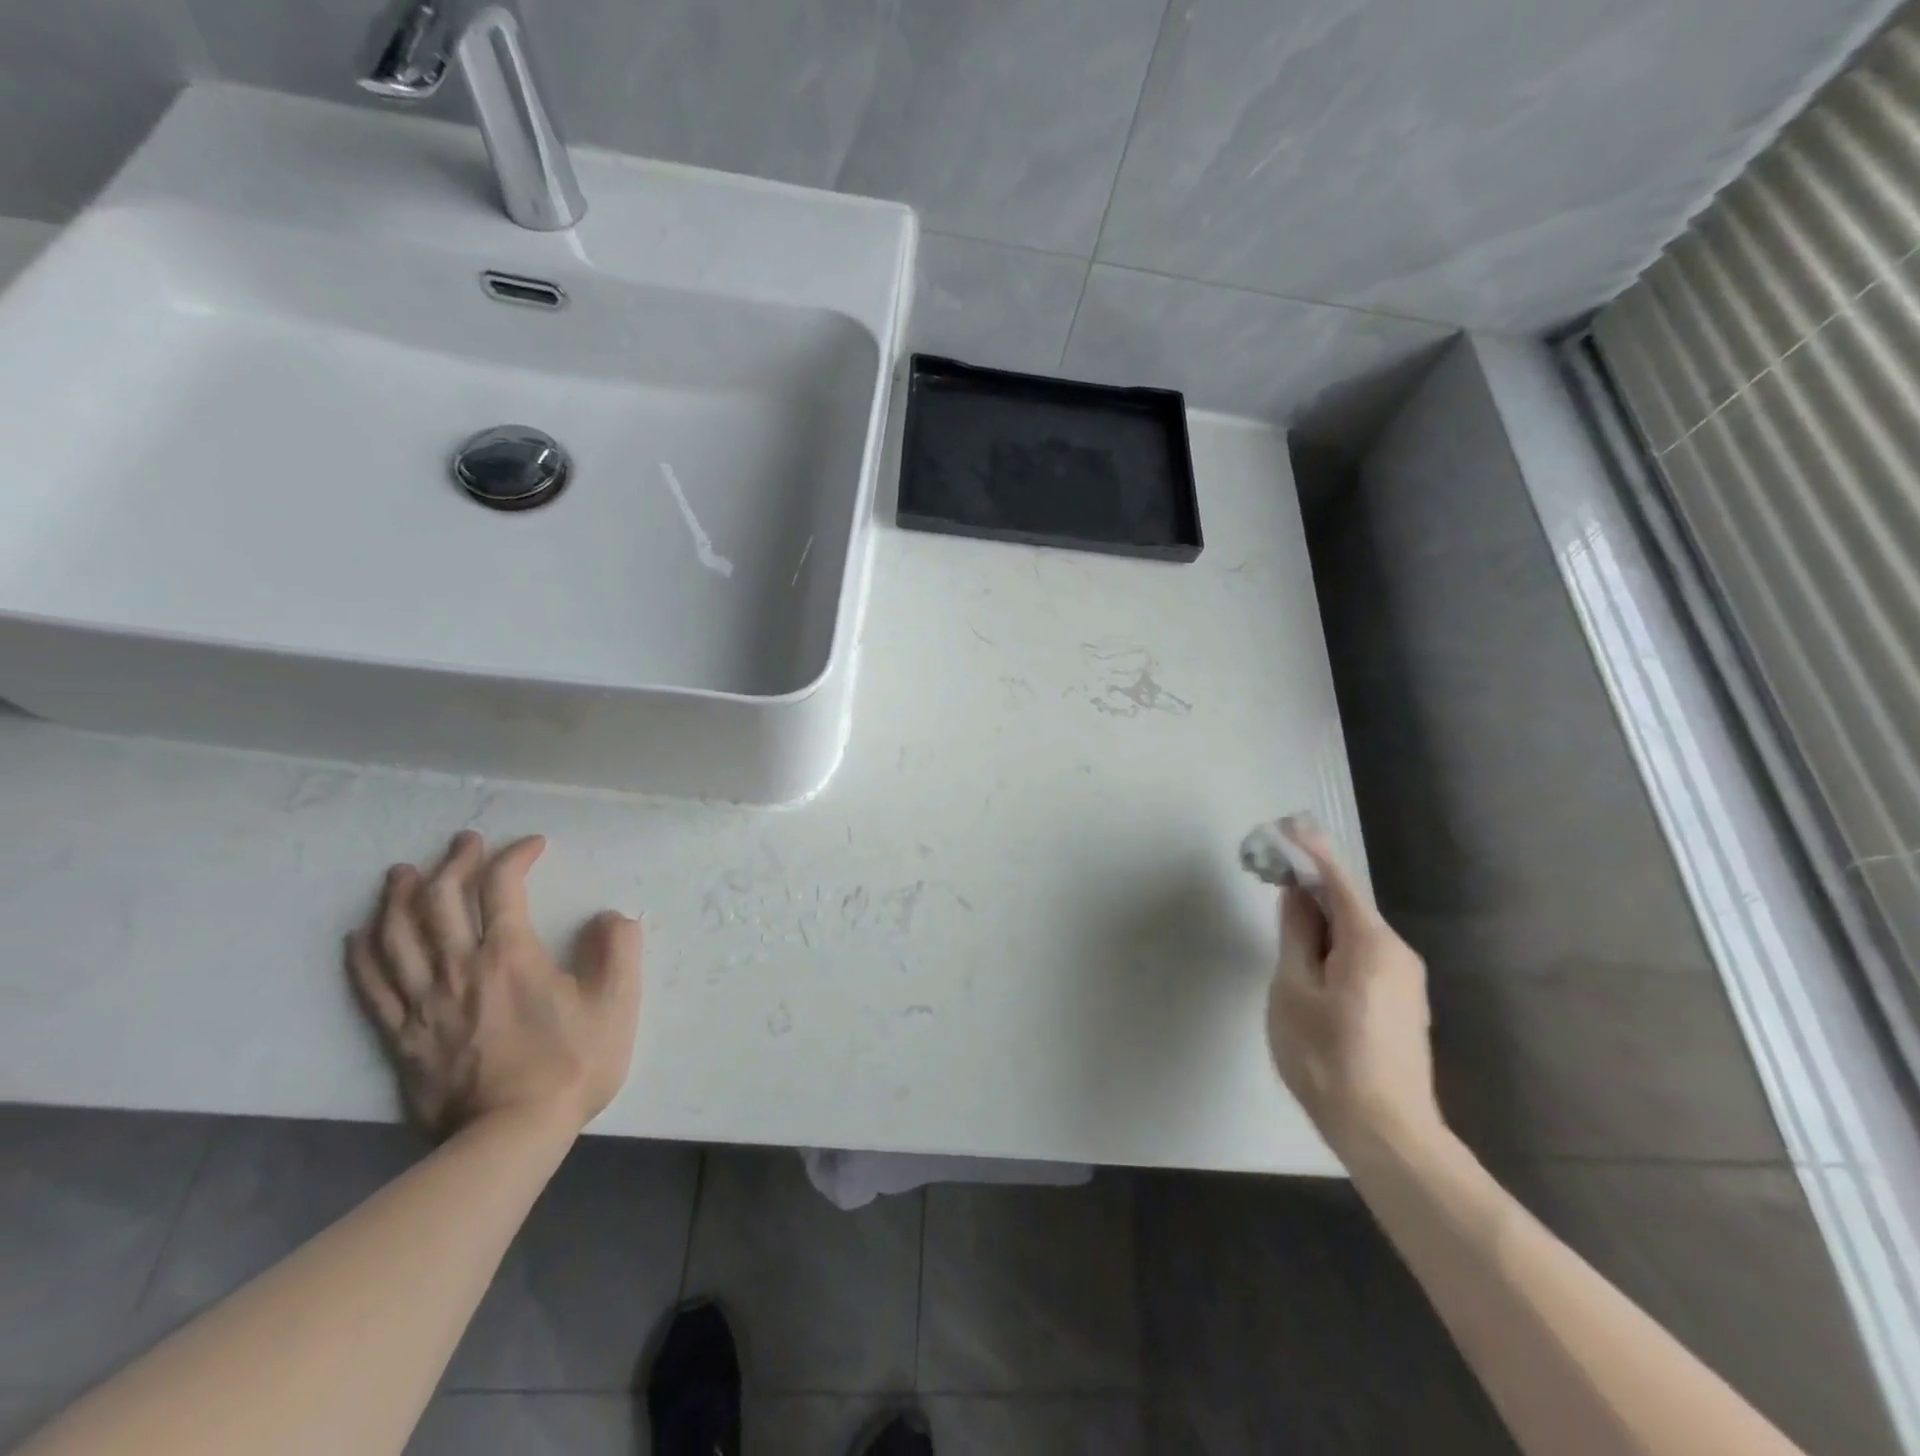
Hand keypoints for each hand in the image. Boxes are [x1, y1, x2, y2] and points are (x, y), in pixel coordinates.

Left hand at [346, 832, 642, 1141]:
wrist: (510, 1137)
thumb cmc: (570, 1065)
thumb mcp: (616, 1004)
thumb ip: (618, 950)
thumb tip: (610, 917)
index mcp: (510, 955)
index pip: (502, 887)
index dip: (514, 856)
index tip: (533, 846)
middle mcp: (459, 968)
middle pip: (441, 900)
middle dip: (454, 862)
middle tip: (464, 842)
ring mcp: (423, 1003)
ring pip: (396, 936)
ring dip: (398, 898)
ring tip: (403, 874)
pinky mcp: (402, 1036)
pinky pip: (371, 986)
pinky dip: (362, 954)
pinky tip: (360, 935)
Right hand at [1267, 823, 1443, 1165]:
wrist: (1387, 1134)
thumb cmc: (1328, 1058)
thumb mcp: (1294, 990)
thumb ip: (1295, 935)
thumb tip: (1296, 895)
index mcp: (1371, 943)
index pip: (1337, 880)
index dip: (1309, 850)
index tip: (1285, 824)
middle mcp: (1396, 953)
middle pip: (1347, 904)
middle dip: (1309, 885)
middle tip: (1271, 870)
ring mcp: (1403, 980)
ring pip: (1353, 932)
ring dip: (1318, 918)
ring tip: (1281, 918)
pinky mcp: (1400, 1003)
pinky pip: (1361, 955)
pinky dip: (1332, 943)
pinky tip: (1308, 959)